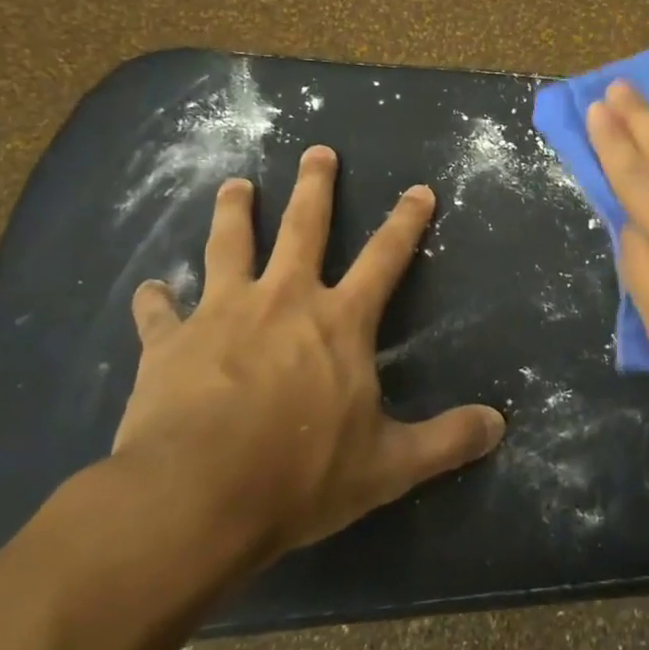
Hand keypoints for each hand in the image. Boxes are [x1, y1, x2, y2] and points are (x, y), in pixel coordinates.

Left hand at [114, 148, 505, 562]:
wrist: (194, 498)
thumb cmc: (300, 476)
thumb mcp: (388, 466)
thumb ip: (446, 441)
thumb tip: (499, 425)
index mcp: (340, 321)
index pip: (385, 258)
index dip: (406, 222)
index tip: (419, 189)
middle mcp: (284, 300)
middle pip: (304, 227)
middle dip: (315, 186)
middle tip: (317, 151)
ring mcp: (222, 314)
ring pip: (229, 246)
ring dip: (234, 213)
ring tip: (234, 185)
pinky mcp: (169, 343)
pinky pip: (159, 313)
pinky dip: (155, 301)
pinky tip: (149, 290)